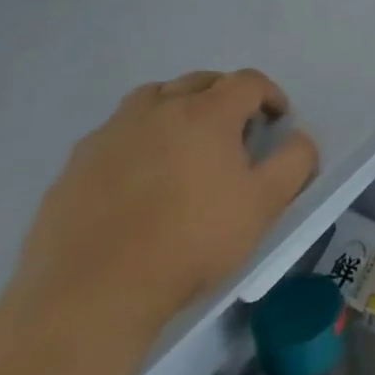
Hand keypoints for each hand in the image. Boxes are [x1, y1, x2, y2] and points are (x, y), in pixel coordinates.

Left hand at [12, 71, 318, 334]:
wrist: (92, 293)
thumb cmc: (191, 242)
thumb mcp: (264, 205)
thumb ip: (294, 161)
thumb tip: (299, 138)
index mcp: (206, 113)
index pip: (248, 81)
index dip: (270, 95)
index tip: (277, 121)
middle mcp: (158, 109)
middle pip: (199, 81)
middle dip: (224, 96)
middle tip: (235, 130)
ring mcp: (111, 134)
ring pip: (152, 98)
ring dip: (176, 107)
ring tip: (185, 142)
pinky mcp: (75, 164)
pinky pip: (115, 133)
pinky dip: (137, 138)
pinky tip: (139, 176)